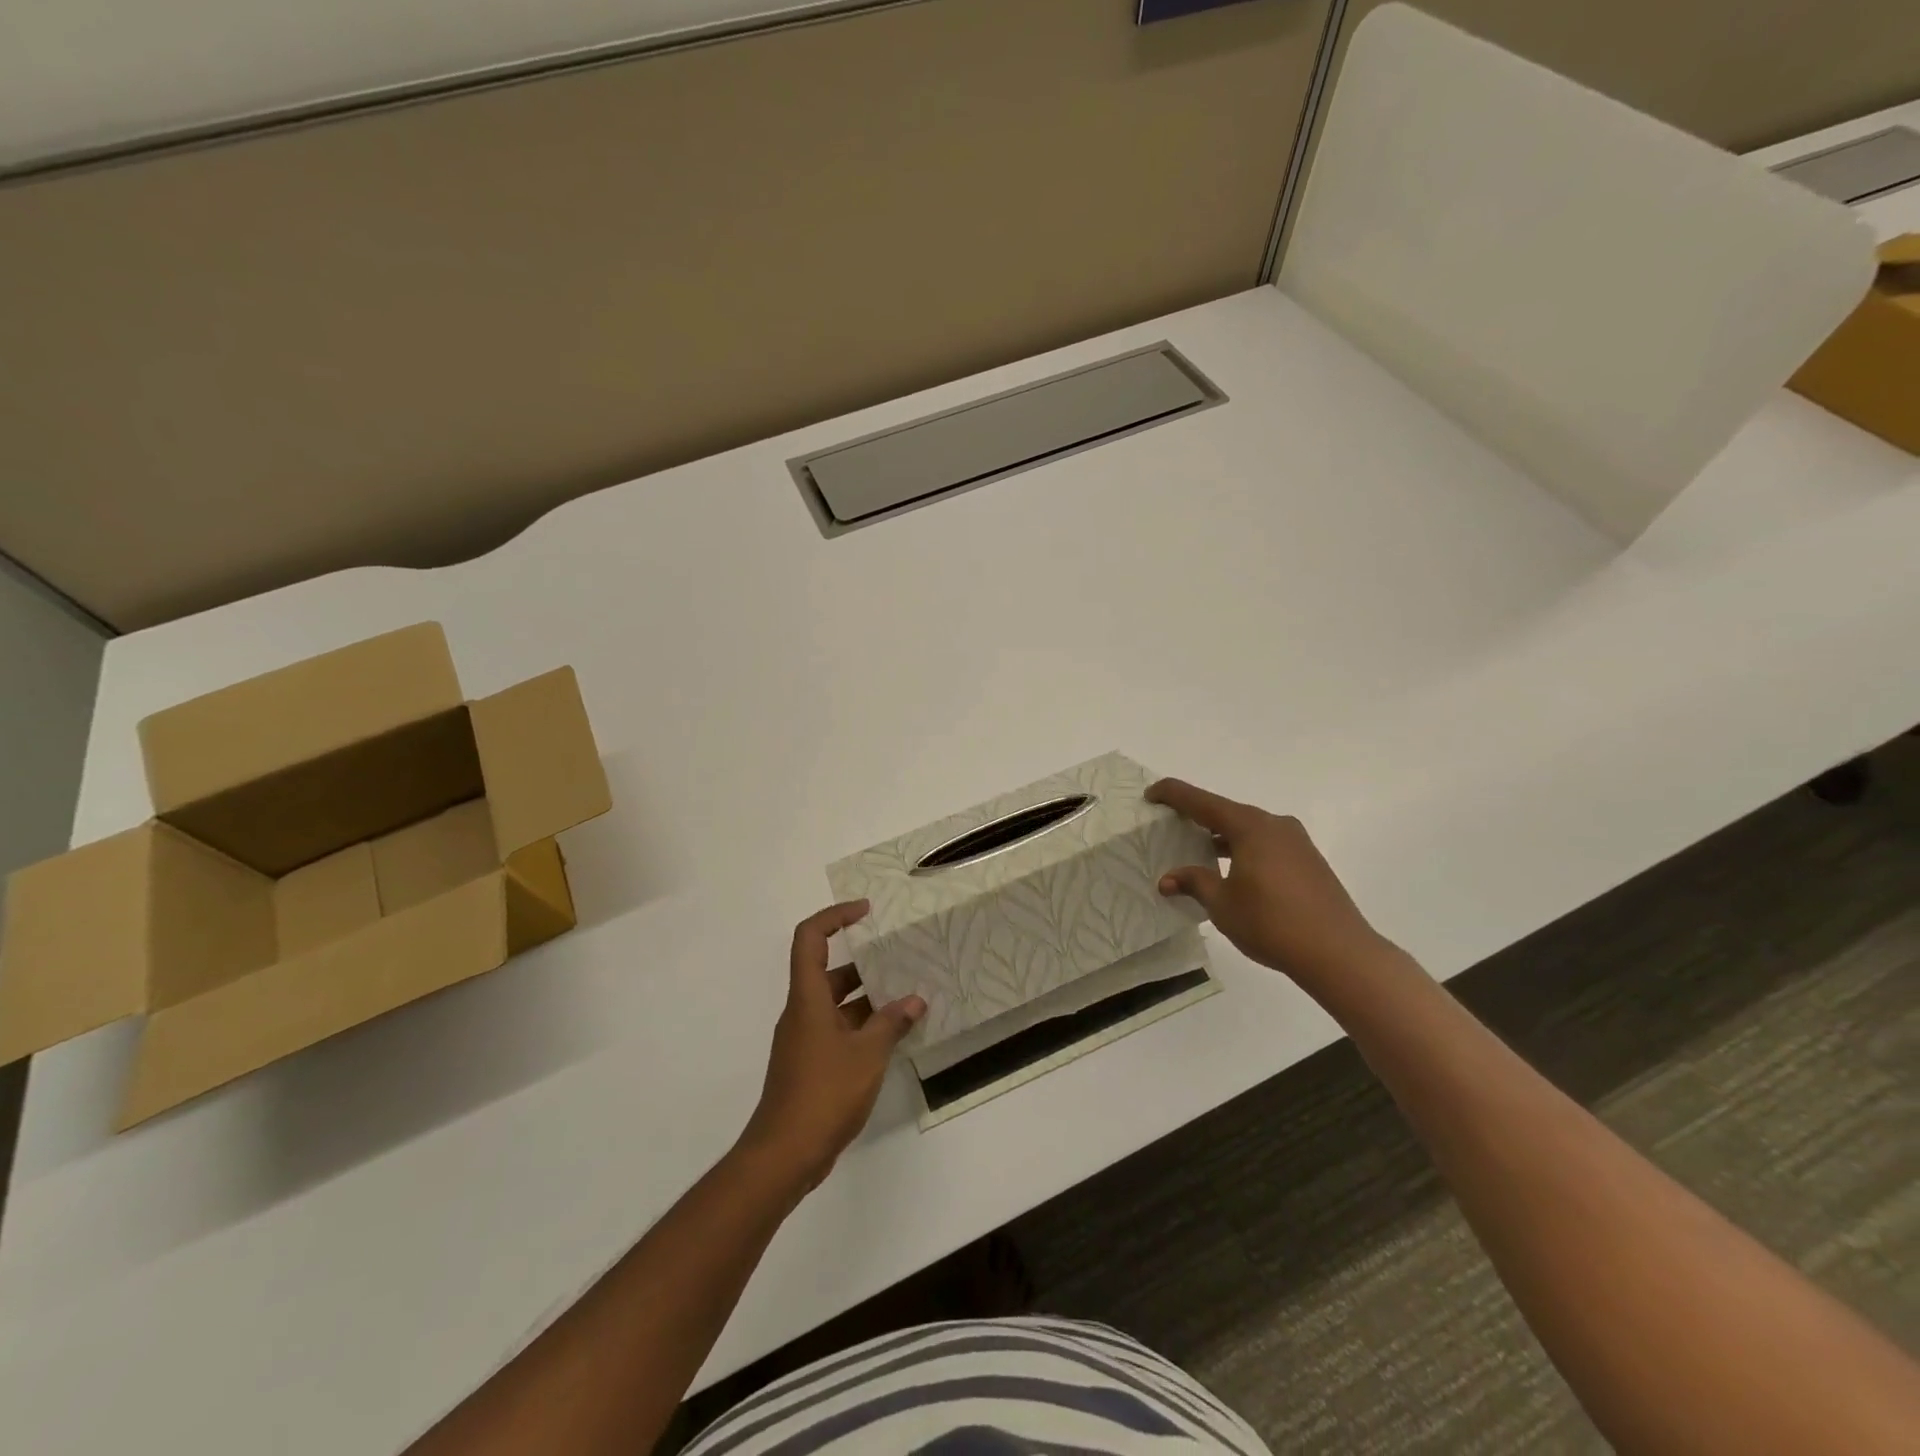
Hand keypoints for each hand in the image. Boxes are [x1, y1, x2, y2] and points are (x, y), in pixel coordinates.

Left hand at [741, 901, 925, 1190]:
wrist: (784, 1155)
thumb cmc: (823, 1093)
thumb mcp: (867, 1055)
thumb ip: (890, 1024)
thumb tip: (914, 1001)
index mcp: (808, 998)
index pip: (810, 938)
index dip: (834, 916)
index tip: (866, 912)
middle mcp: (802, 1012)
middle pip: (828, 971)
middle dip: (864, 963)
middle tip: (900, 958)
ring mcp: (804, 1040)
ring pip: (836, 1003)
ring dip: (868, 998)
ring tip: (908, 997)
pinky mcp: (810, 1064)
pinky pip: (838, 1029)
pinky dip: (863, 1025)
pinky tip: (893, 1035)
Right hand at [1147, 778, 1388, 983]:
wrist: (1340, 953)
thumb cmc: (1272, 923)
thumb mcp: (1222, 904)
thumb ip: (1194, 883)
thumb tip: (1168, 879)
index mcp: (1250, 826)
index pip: (1202, 801)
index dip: (1173, 794)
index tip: (1151, 794)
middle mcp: (1274, 825)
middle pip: (1227, 812)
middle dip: (1198, 816)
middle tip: (1172, 824)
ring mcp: (1296, 842)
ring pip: (1248, 829)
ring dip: (1222, 836)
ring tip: (1199, 851)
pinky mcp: (1309, 861)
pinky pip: (1266, 844)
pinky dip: (1243, 850)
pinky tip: (1234, 871)